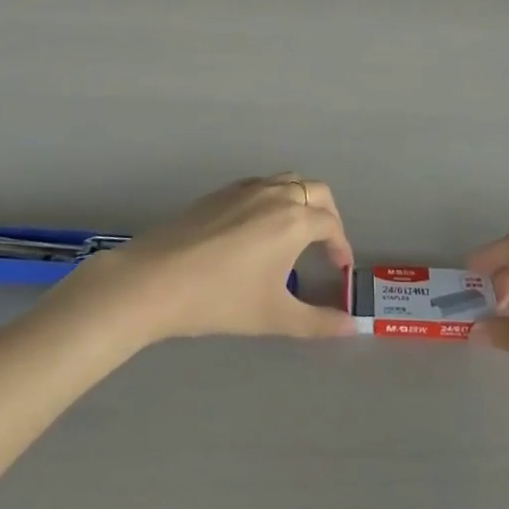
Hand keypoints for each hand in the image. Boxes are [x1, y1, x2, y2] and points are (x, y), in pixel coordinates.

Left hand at [66, 174, 355, 344]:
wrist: (155, 280)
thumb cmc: (221, 298)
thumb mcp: (274, 316)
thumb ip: (317, 322)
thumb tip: (353, 327)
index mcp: (294, 220)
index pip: (331, 225)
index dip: (341, 246)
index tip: (340, 269)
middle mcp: (275, 195)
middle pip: (316, 191)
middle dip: (328, 215)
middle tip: (325, 246)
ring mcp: (245, 189)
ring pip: (287, 181)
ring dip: (302, 200)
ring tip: (296, 232)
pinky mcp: (220, 192)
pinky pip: (260, 184)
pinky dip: (274, 197)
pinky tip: (259, 228)